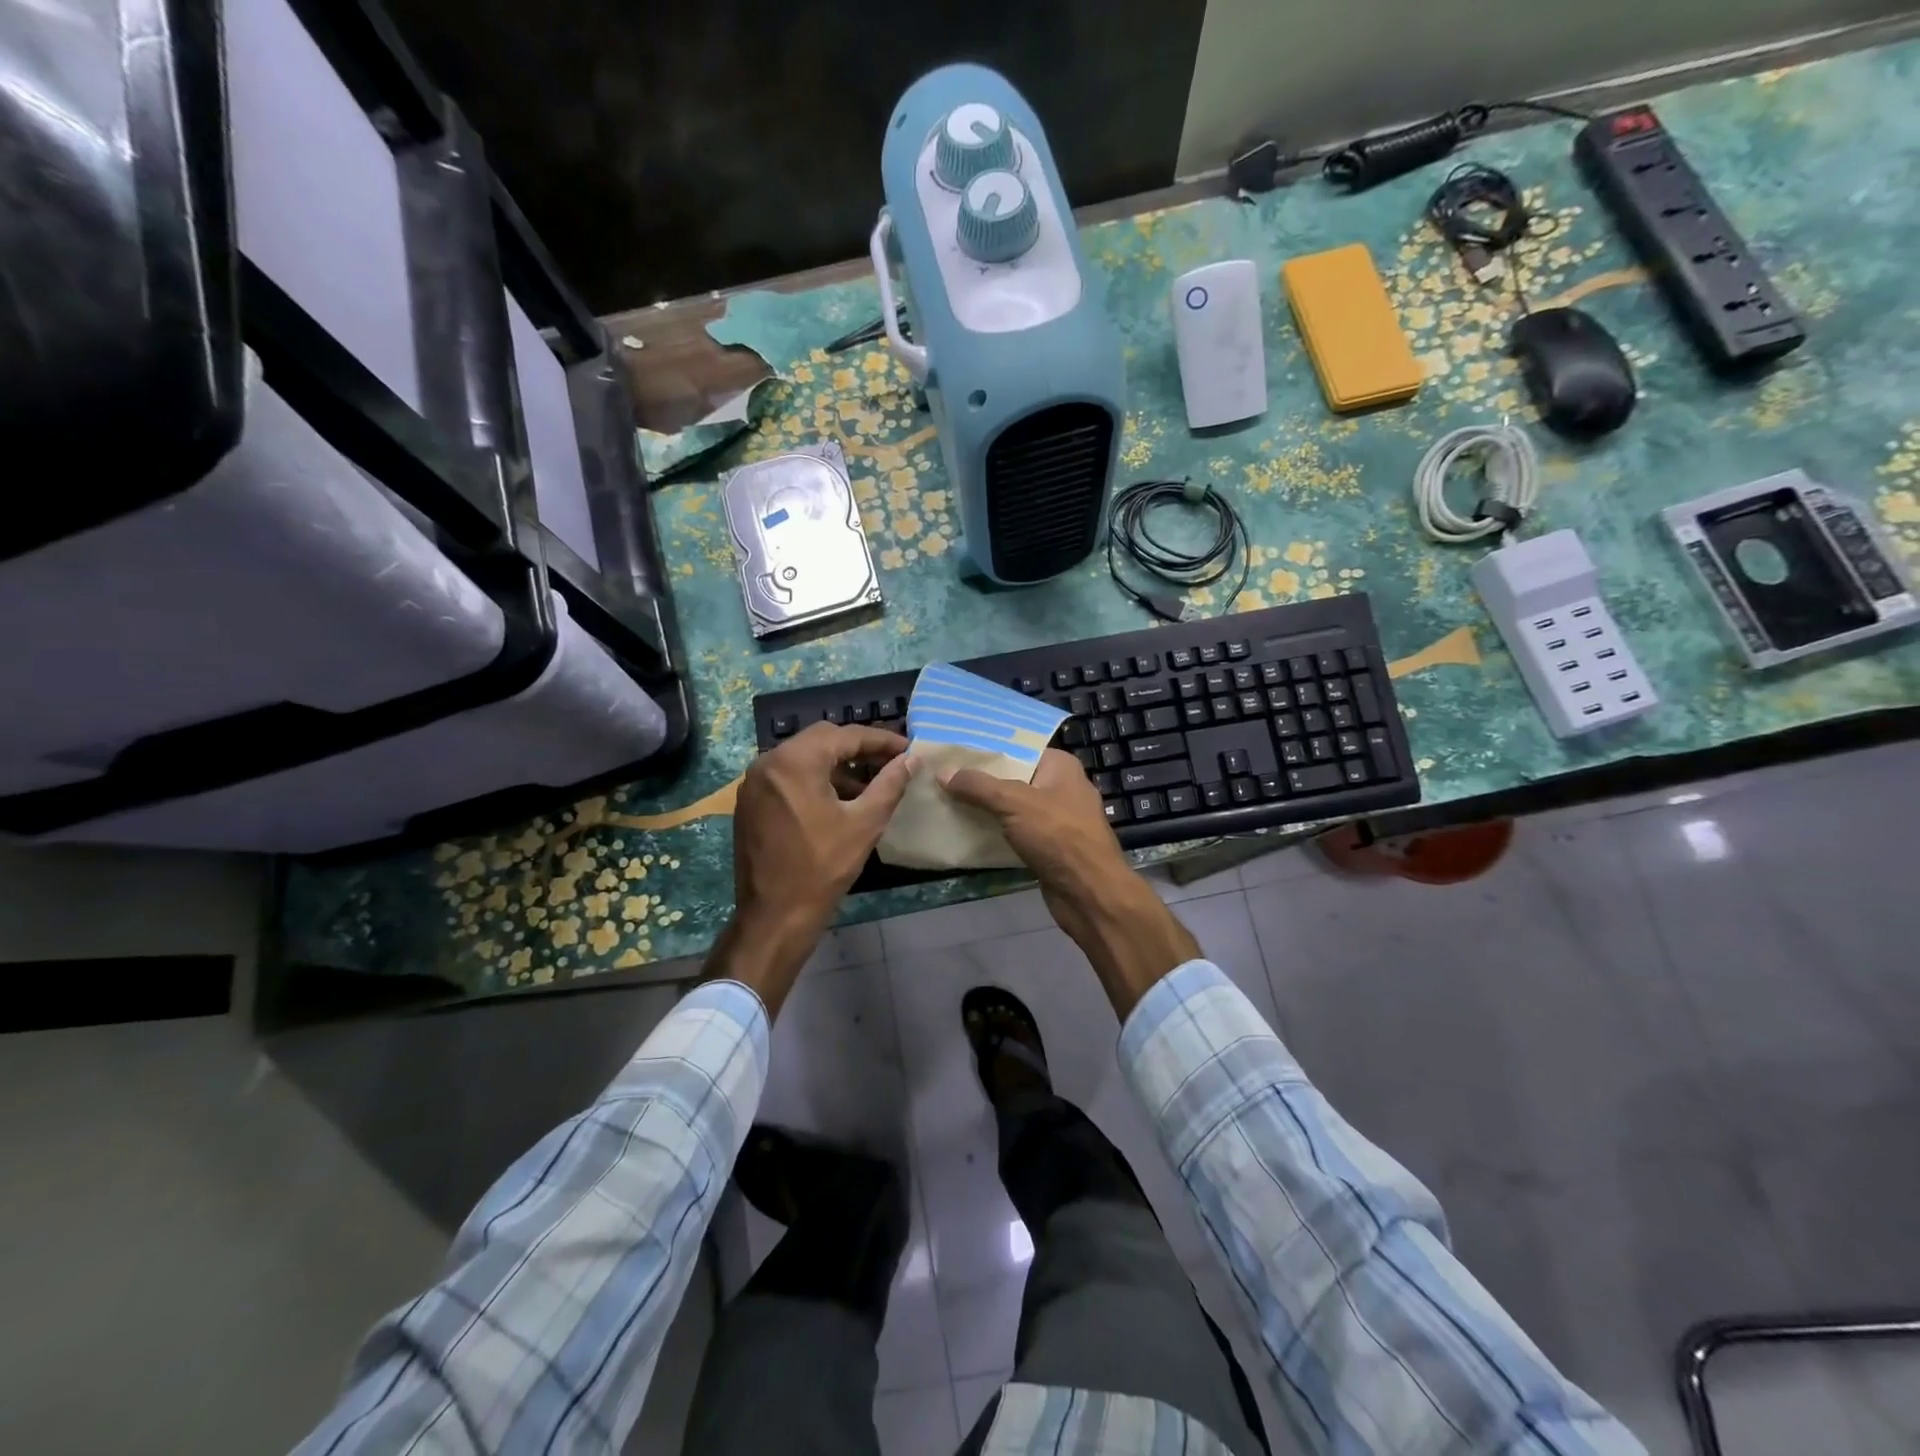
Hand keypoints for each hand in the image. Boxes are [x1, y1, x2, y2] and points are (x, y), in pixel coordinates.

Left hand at [709, 723, 911, 1012]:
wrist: (774, 916)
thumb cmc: (822, 868)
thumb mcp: (864, 823)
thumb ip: (889, 784)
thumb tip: (910, 760)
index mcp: (794, 761)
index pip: (845, 736)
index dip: (880, 739)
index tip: (907, 748)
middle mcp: (768, 762)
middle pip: (821, 739)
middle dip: (857, 748)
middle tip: (889, 761)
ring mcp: (754, 782)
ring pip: (803, 757)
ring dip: (836, 764)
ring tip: (868, 784)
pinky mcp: (750, 802)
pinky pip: (787, 776)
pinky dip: (814, 779)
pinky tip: (838, 800)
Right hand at [940, 749, 1197, 1014]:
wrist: (1090, 893)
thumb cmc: (1058, 836)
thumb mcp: (1013, 803)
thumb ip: (978, 786)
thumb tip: (943, 772)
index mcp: (1061, 767)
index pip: (1018, 749)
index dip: (987, 750)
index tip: (954, 753)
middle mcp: (1062, 788)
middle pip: (1014, 778)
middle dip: (982, 781)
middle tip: (944, 777)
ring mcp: (1059, 820)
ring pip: (1014, 808)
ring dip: (987, 809)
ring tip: (948, 802)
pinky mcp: (1051, 848)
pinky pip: (1018, 833)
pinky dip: (997, 833)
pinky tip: (968, 833)